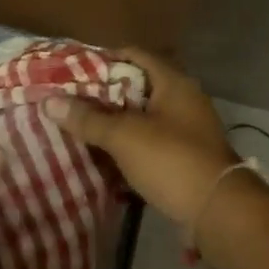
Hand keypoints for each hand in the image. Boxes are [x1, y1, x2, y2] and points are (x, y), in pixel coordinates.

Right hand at [43, 47, 242, 226]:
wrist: (219, 213)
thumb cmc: (172, 161)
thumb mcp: (125, 136)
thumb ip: (88, 119)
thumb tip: (49, 102)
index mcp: (174, 83)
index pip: (134, 55)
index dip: (103, 59)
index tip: (72, 70)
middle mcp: (183, 100)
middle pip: (137, 88)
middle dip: (104, 95)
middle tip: (70, 101)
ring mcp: (187, 131)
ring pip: (142, 119)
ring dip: (114, 124)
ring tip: (79, 128)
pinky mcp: (185, 159)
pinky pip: (150, 145)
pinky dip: (128, 148)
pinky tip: (103, 159)